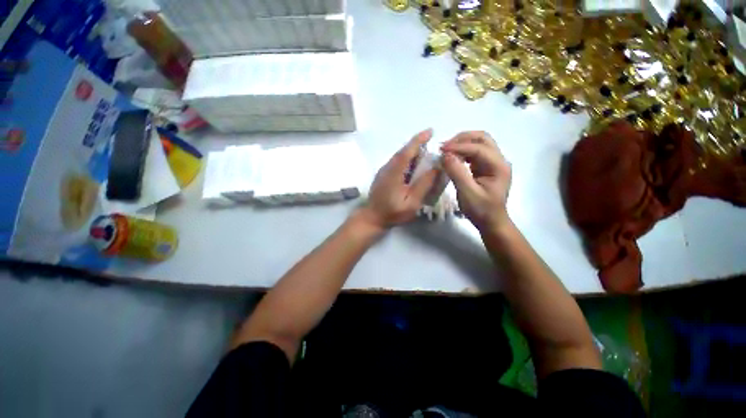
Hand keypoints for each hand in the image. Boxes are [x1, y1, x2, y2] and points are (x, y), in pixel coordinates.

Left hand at [356, 129, 438, 229]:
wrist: (372, 218)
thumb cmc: (393, 213)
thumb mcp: (412, 202)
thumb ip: (424, 185)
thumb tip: (436, 168)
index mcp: (394, 173)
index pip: (406, 152)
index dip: (418, 140)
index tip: (430, 131)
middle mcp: (387, 168)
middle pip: (403, 152)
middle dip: (418, 147)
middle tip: (432, 148)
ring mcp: (383, 171)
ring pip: (399, 157)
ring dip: (413, 155)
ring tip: (426, 159)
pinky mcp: (383, 175)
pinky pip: (397, 163)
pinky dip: (407, 162)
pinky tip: (413, 170)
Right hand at [440, 131, 511, 231]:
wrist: (491, 222)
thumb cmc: (481, 210)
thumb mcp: (467, 193)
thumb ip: (457, 172)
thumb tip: (445, 155)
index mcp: (498, 166)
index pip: (478, 148)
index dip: (459, 146)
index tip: (441, 149)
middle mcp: (499, 160)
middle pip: (482, 138)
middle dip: (462, 139)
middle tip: (444, 146)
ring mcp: (493, 163)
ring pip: (478, 143)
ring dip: (462, 143)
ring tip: (446, 150)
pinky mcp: (485, 167)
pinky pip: (474, 153)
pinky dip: (462, 151)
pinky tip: (452, 157)